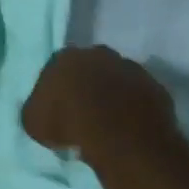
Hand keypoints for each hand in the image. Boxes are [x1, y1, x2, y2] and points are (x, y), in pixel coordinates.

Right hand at [23, 45, 176, 156]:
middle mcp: (98, 53)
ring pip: (118, 80)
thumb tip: (40, 111)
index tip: (59, 111)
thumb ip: (36, 110)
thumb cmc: (68, 123)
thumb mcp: (33, 122)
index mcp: (65, 56)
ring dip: (114, 96)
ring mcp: (130, 68)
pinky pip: (141, 97)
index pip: (57, 69)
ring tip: (111, 124)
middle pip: (90, 68)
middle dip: (88, 87)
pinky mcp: (155, 87)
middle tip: (85, 115)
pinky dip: (136, 109)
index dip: (58, 91)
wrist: (119, 134)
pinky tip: (131, 129)